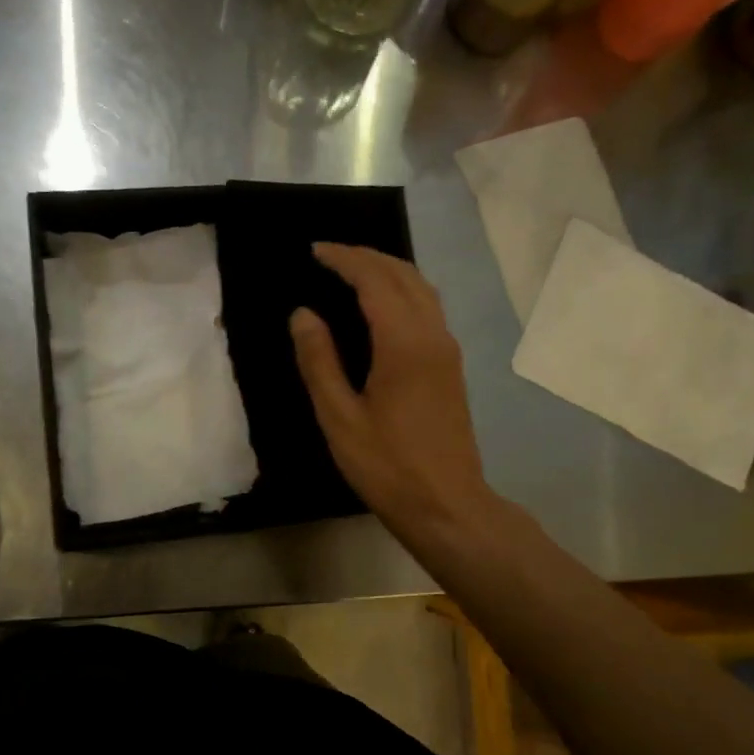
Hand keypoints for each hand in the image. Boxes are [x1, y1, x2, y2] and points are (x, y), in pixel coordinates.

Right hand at [290, 244, 497, 548]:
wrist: (446, 504)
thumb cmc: (387, 466)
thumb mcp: (339, 418)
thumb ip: (319, 361)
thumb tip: (303, 313)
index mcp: (404, 343)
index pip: (374, 280)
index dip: (344, 259)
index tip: (314, 250)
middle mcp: (432, 335)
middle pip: (403, 275)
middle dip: (366, 257)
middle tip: (328, 255)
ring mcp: (448, 350)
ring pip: (422, 289)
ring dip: (388, 270)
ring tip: (352, 270)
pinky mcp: (451, 366)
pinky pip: (428, 308)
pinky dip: (402, 291)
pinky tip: (382, 305)